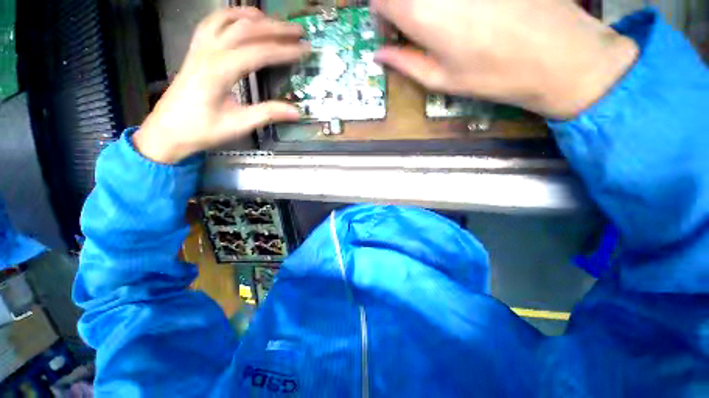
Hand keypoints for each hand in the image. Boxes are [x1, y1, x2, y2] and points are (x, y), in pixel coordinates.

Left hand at [134, 7, 308, 163]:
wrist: (167, 131)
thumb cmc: (202, 130)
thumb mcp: (238, 125)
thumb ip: (267, 114)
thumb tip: (296, 112)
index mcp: (219, 71)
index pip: (258, 53)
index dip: (284, 50)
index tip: (304, 50)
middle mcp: (209, 53)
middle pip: (245, 29)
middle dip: (274, 28)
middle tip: (297, 30)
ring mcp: (199, 49)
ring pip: (227, 20)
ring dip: (253, 17)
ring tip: (274, 21)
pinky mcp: (195, 52)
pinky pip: (212, 24)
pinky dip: (229, 16)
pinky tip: (241, 19)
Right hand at [372, 0, 638, 118]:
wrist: (559, 54)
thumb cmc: (493, 75)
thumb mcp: (441, 79)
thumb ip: (404, 63)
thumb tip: (379, 55)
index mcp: (421, 12)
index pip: (379, 0)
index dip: (380, 14)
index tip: (391, 31)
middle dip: (399, 5)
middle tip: (410, 24)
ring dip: (423, 3)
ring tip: (440, 20)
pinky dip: (449, 3)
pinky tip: (463, 12)